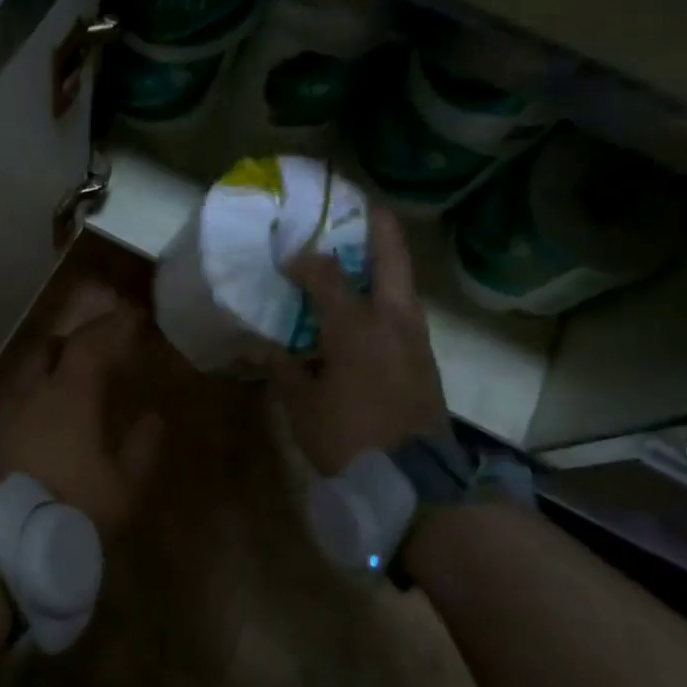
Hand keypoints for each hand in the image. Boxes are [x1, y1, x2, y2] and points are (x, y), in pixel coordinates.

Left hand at [0, 292, 164, 542]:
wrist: (6, 542)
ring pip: (26, 371)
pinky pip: (14, 398)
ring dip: (49, 366)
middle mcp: (33, 391)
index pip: (89, 343)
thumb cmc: (74, 506)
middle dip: (73, 341)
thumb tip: (153, 419)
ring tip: (68, 383)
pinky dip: (33, 393)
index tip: (128, 317)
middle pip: (49, 347)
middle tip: (95, 350)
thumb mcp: (124, 484)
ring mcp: (6, 411)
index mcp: (69, 393)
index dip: (110, 326)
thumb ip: (142, 447)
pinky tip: (43, 416)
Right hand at [276, 205, 448, 475]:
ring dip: (385, 260)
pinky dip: (387, 294)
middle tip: (360, 204)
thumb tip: (261, 344)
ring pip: (403, 282)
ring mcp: (415, 337)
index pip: (325, 273)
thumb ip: (282, 367)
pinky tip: (367, 305)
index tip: (285, 257)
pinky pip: (404, 310)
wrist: (416, 482)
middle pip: (391, 256)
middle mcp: (392, 319)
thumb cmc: (350, 439)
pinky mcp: (424, 358)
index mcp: (355, 325)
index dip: (303, 259)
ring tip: (361, 250)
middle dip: (377, 225)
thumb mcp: (302, 405)